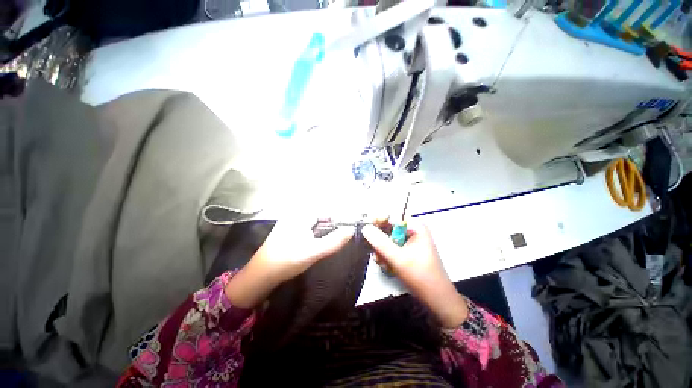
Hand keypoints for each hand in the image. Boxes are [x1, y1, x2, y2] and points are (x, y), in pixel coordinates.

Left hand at [225, 217, 354, 308]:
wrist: (261, 274)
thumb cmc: (287, 260)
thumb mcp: (314, 251)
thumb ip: (334, 241)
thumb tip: (351, 230)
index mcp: (301, 214)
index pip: (327, 209)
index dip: (340, 216)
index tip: (351, 225)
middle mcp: (297, 213)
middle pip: (322, 214)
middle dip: (334, 222)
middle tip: (345, 232)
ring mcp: (292, 221)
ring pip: (316, 220)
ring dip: (327, 227)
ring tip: (337, 236)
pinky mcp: (291, 229)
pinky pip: (310, 226)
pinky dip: (319, 231)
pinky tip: (322, 239)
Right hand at [362, 221, 467, 327]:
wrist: (436, 298)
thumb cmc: (420, 276)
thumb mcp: (398, 258)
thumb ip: (380, 242)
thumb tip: (364, 228)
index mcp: (414, 226)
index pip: (391, 216)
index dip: (377, 221)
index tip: (364, 230)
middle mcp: (411, 230)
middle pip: (387, 228)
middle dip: (379, 242)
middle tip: (376, 254)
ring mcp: (408, 240)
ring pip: (386, 239)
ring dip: (382, 251)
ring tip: (384, 263)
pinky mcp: (406, 250)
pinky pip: (390, 247)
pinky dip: (386, 256)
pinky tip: (387, 266)